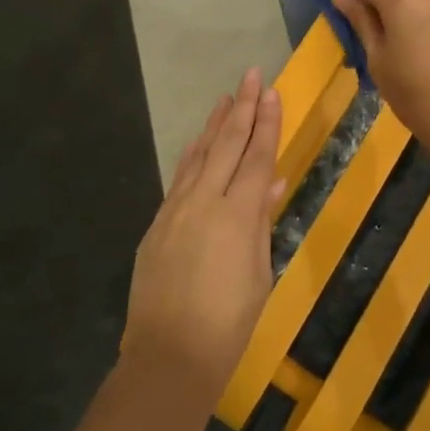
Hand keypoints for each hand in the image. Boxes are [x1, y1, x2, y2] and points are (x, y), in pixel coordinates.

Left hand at [122, 69, 283, 404]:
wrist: (169, 354)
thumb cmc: (228, 323)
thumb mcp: (259, 274)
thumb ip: (262, 223)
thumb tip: (272, 183)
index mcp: (238, 214)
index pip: (257, 157)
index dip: (267, 123)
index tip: (272, 92)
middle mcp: (205, 200)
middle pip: (227, 144)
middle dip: (242, 108)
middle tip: (252, 75)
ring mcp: (176, 209)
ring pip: (199, 155)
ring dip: (214, 125)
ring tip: (226, 98)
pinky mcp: (157, 223)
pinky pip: (180, 178)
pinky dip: (193, 156)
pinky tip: (198, 144)